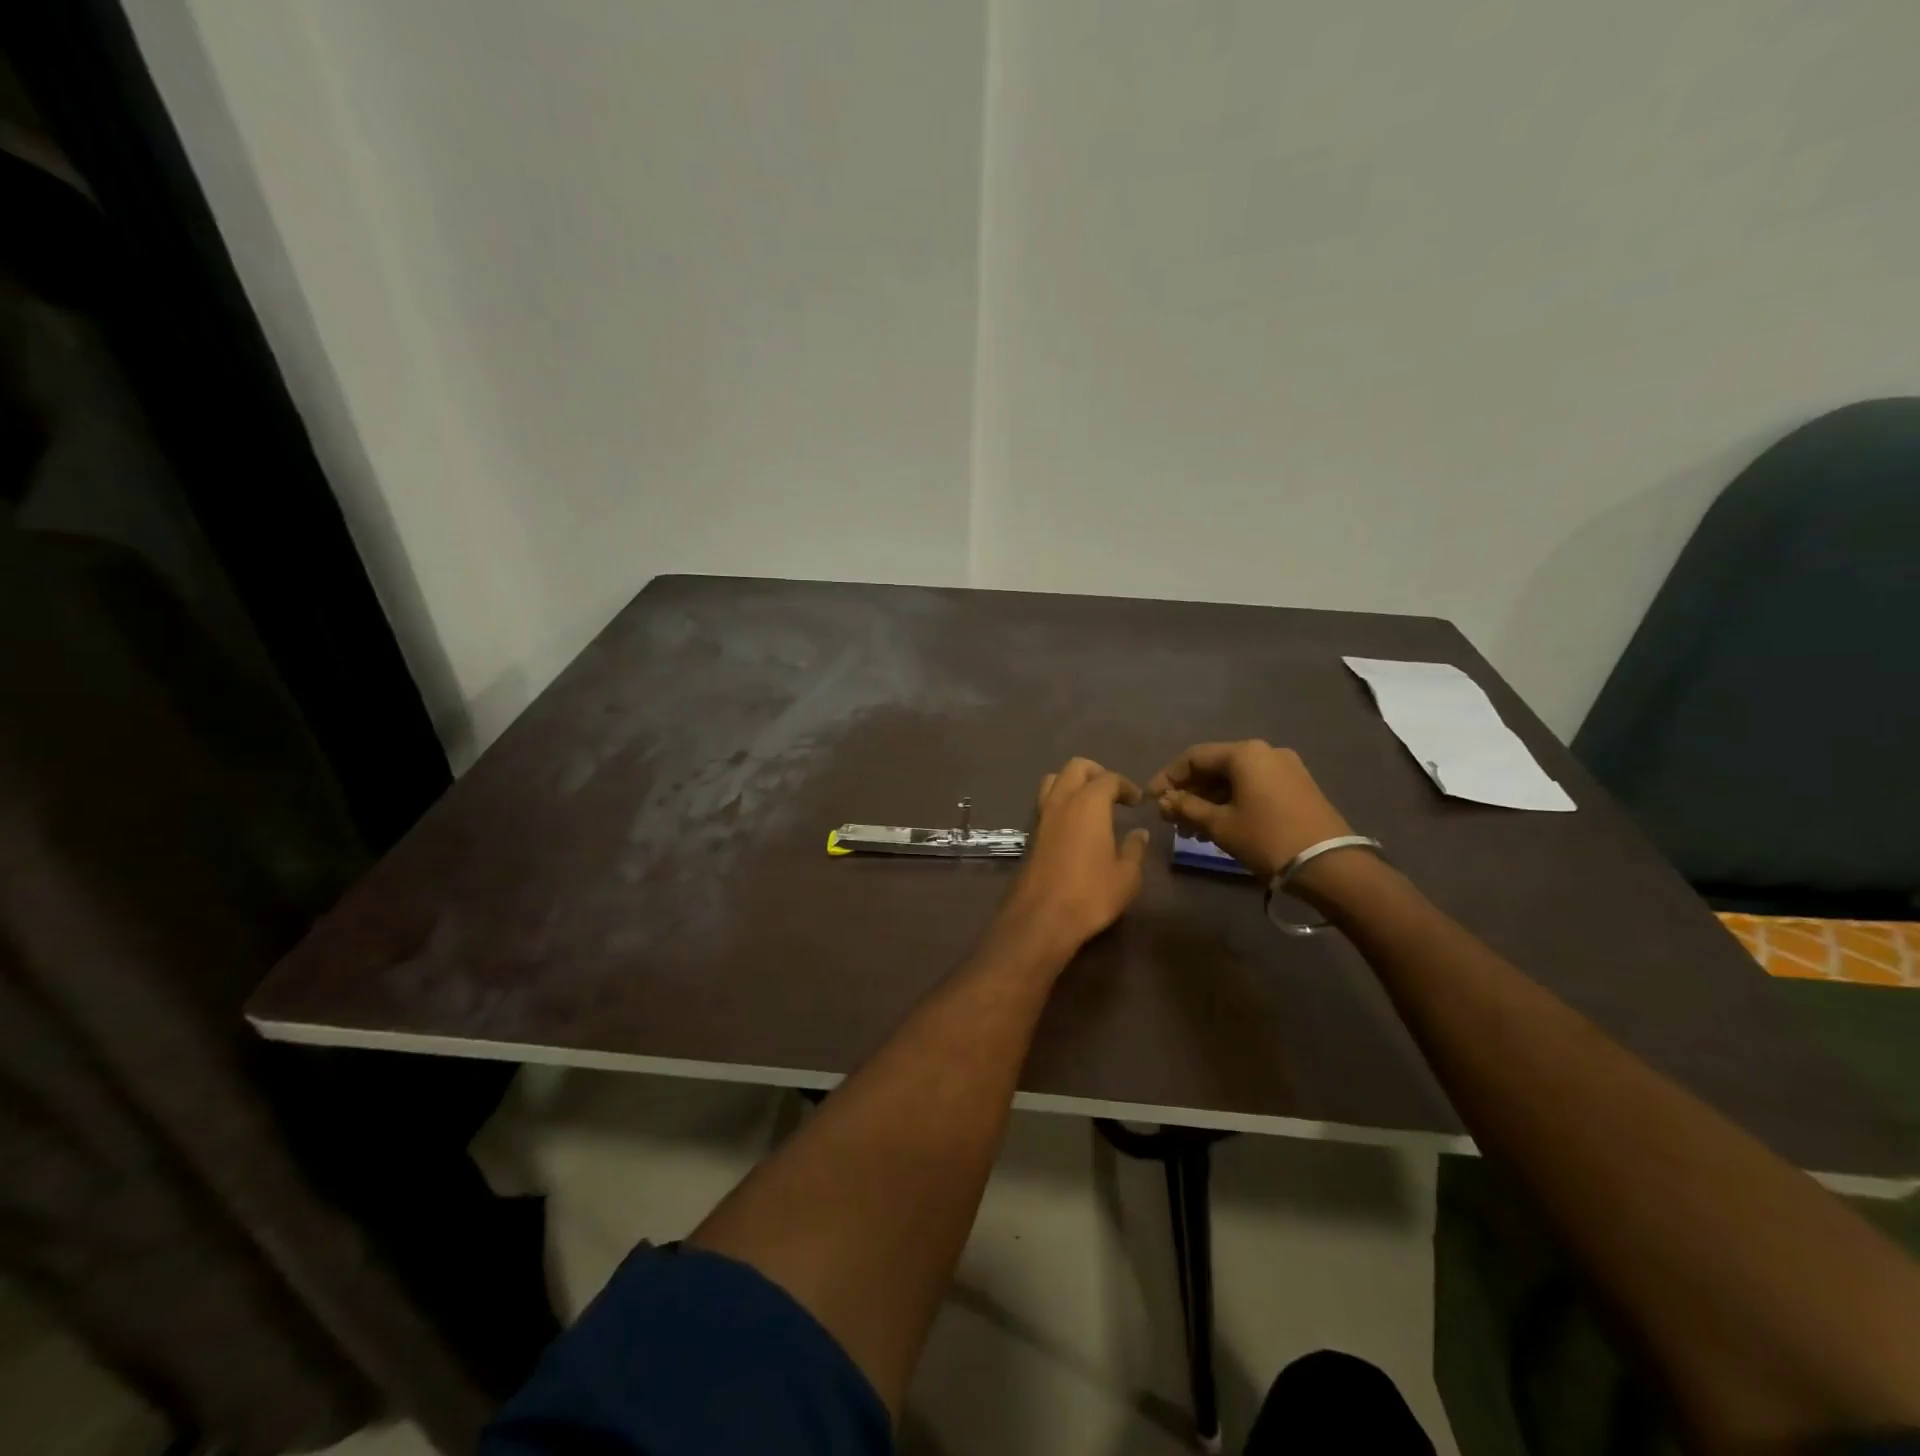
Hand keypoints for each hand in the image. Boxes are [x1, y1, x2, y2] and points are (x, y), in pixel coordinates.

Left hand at [998, 757, 1150, 959]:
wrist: (1041, 918)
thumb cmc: (1091, 894)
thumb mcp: (1126, 876)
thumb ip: (1135, 849)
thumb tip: (1140, 833)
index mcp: (1088, 804)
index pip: (1108, 778)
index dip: (1125, 785)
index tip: (1137, 801)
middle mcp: (1061, 802)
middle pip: (1075, 768)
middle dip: (1096, 773)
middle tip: (1113, 792)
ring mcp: (1041, 816)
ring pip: (1053, 781)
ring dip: (1072, 783)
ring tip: (1090, 803)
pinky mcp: (1030, 834)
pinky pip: (1044, 803)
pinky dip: (1059, 801)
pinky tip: (1073, 824)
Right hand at [1146, 740, 1351, 877]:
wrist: (1330, 864)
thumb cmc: (1267, 838)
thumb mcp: (1219, 825)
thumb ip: (1187, 808)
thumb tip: (1165, 801)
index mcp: (1244, 753)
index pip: (1193, 757)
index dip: (1167, 778)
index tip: (1152, 801)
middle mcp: (1265, 752)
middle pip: (1215, 766)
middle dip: (1189, 791)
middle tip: (1171, 818)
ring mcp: (1285, 768)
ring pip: (1234, 778)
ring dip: (1209, 800)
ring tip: (1191, 830)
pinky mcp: (1298, 786)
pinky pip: (1254, 787)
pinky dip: (1232, 802)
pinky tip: (1219, 825)